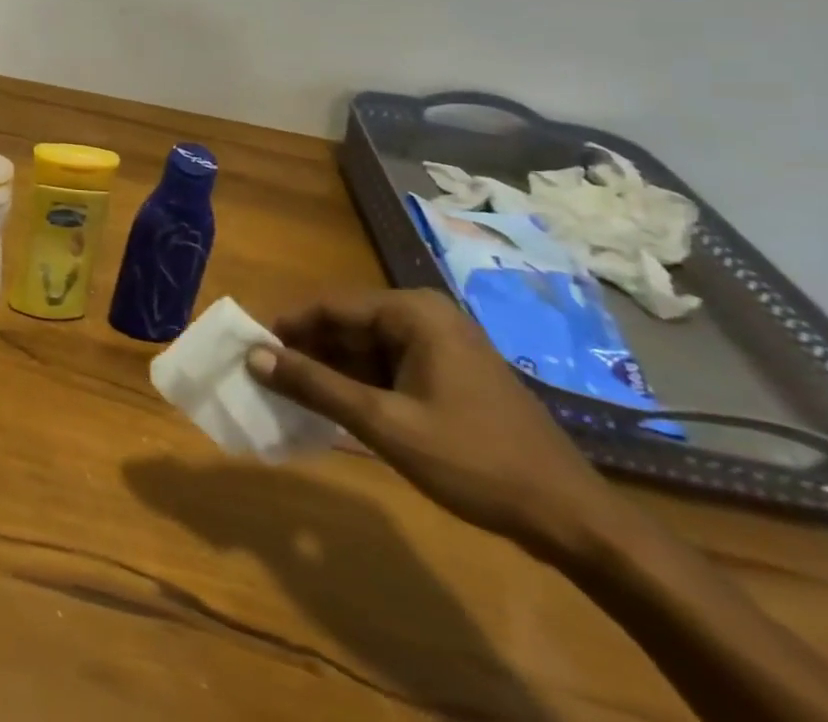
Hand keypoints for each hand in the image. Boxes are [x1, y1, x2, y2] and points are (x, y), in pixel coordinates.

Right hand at [247, 288, 613, 560]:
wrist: (575, 521)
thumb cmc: (475, 461)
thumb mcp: (385, 424)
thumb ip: (315, 386)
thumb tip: (252, 356)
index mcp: (412, 312)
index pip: (329, 305)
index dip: (286, 327)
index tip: (251, 352)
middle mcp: (425, 316)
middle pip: (347, 324)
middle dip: (308, 351)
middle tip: (269, 378)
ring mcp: (441, 345)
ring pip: (365, 347)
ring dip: (331, 371)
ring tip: (294, 397)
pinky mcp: (450, 374)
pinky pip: (388, 367)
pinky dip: (360, 385)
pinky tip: (338, 410)